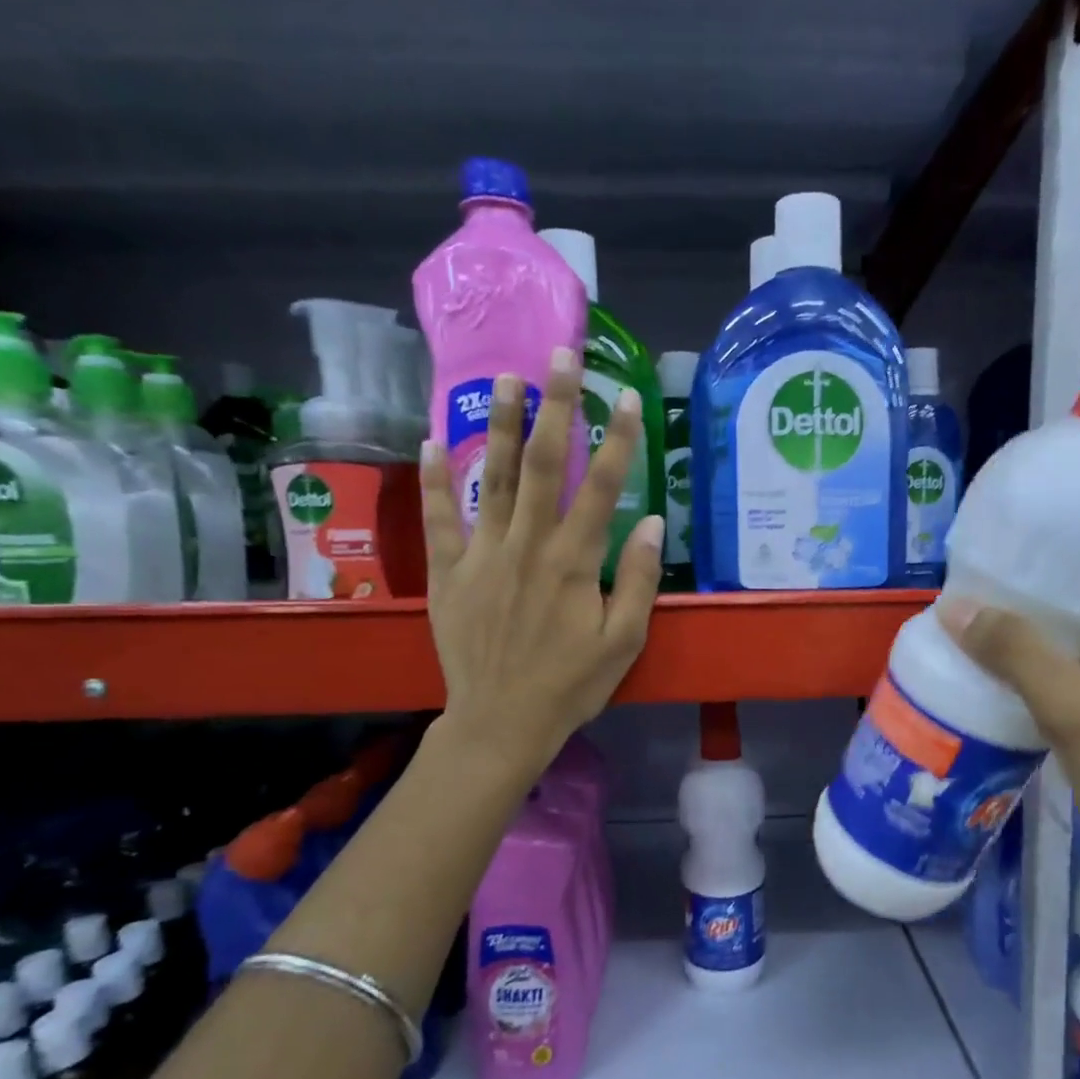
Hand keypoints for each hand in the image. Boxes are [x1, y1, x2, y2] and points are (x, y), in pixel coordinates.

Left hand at [421, 346, 663, 772]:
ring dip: (497, 425)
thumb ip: (636, 579)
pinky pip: (439, 518)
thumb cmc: (570, 686)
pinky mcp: (450, 573)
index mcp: (572, 562)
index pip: (600, 486)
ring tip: (504, 378)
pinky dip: (434, 479)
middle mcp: (527, 545)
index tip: (624, 394)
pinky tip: (430, 441)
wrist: (501, 722)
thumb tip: (649, 522)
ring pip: (490, 478)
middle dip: (553, 406)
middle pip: (541, 465)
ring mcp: (482, 555)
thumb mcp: (623, 642)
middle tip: (559, 355)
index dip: (616, 438)